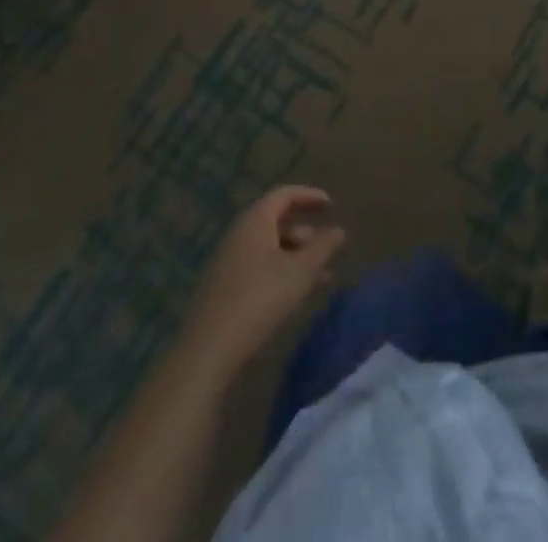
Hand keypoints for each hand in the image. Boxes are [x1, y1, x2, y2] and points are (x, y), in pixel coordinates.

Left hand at [178, 186, 345, 379]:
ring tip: (321, 276)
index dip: (309, 196)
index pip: (284, 195)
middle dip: (305, 231)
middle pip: (276, 221)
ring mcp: (228, 262)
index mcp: (255, 221)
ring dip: (296, 256)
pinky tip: (295, 295)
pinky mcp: (224, 288)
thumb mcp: (300, 272)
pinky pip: (259, 267)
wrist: (208, 350)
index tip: (331, 204)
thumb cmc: (260, 299)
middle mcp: (239, 234)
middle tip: (327, 245)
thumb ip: (323, 248)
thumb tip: (339, 230)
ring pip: (269, 248)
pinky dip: (281, 271)